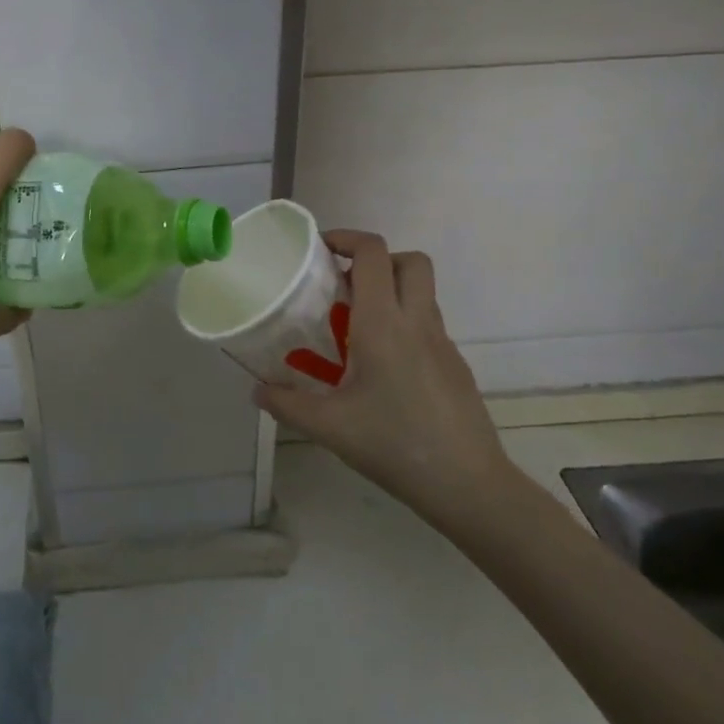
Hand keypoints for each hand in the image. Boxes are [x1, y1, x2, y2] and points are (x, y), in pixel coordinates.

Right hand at [255, 230, 515, 514]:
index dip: (347, 238)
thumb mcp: (328, 427)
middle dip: (377, 260)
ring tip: (356, 328)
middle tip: (344, 285)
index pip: (373, 254)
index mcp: (384, 324)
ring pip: (422, 293)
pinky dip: (404, 326)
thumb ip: (285, 404)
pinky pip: (428, 325)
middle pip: (410, 261)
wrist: (467, 484)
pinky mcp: (455, 365)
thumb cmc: (393, 444)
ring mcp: (443, 343)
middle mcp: (417, 322)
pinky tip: (383, 369)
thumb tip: (256, 391)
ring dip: (391, 292)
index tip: (320, 250)